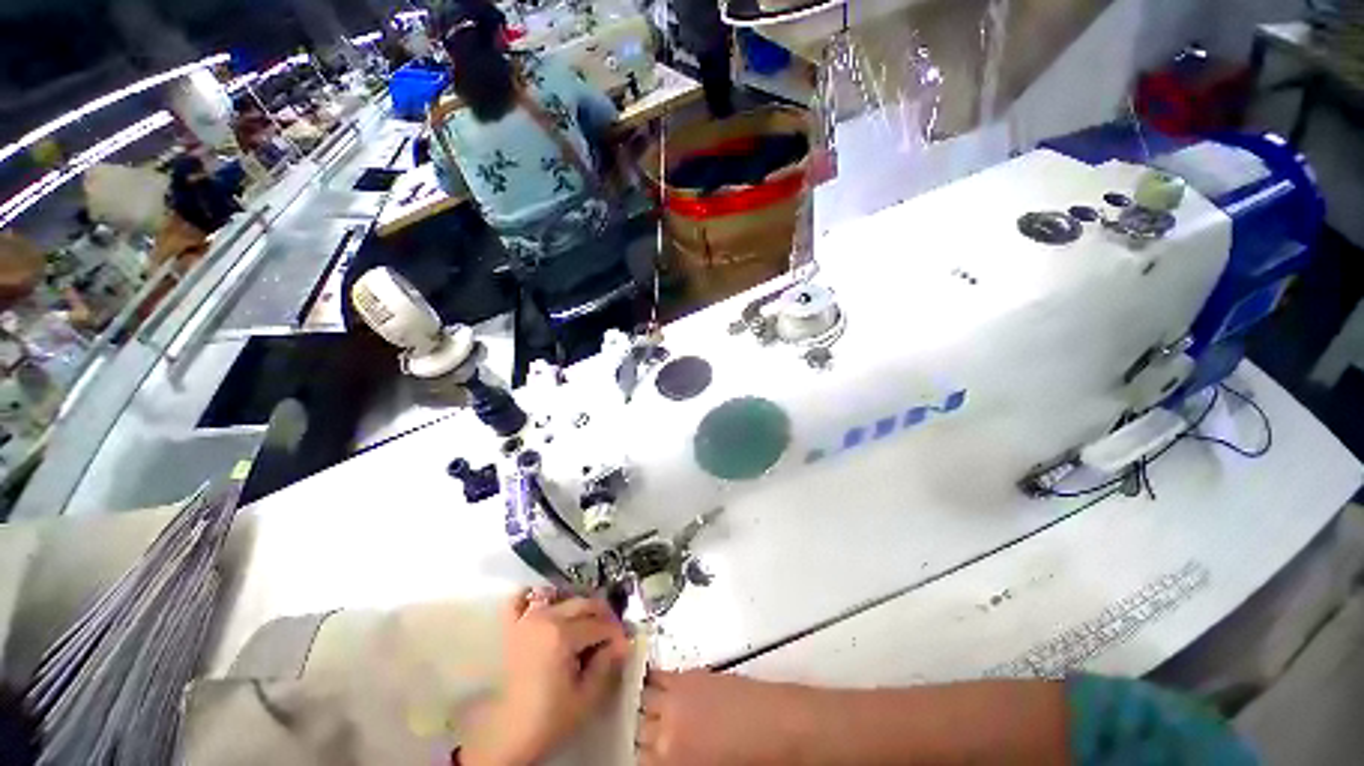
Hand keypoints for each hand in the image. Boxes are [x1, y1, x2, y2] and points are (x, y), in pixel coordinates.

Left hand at [462, 590, 628, 765]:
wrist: (507, 736)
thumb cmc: (549, 719)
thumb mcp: (586, 698)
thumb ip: (606, 665)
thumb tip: (621, 643)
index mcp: (563, 635)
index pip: (600, 625)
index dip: (616, 634)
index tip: (624, 645)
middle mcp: (546, 618)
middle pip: (584, 605)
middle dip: (603, 617)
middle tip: (611, 635)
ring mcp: (527, 619)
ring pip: (562, 598)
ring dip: (579, 608)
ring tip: (588, 625)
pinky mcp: (513, 627)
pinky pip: (522, 600)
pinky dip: (536, 596)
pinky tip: (550, 605)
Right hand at [637, 670, 811, 765]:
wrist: (779, 727)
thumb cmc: (749, 761)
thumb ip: (675, 764)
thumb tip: (660, 756)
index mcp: (671, 763)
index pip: (637, 760)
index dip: (640, 756)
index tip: (643, 754)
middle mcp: (668, 730)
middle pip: (637, 730)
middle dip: (638, 734)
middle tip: (643, 736)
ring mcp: (677, 698)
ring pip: (643, 700)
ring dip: (640, 707)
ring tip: (639, 710)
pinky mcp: (689, 675)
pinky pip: (658, 676)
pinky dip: (649, 682)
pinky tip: (646, 685)